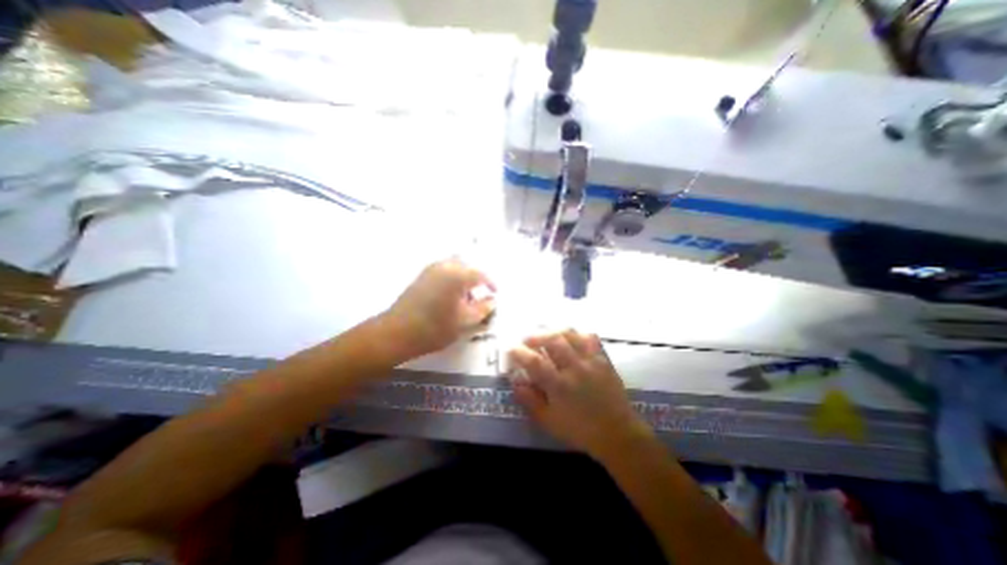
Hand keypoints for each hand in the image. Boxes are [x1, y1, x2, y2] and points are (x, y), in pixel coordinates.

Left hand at [384, 255, 496, 355]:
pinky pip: (441, 272)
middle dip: (475, 277)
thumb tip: (492, 301)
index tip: (495, 293)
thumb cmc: (436, 328)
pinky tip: (449, 297)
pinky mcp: (420, 278)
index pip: (480, 274)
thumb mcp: (465, 321)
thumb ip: (483, 309)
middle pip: (465, 265)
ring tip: (464, 298)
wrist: (397, 333)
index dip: (490, 283)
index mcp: (457, 275)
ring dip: (462, 278)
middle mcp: (443, 267)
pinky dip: (450, 279)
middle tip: (479, 294)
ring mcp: (429, 271)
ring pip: (452, 267)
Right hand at [513, 330, 653, 457]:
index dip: (519, 352)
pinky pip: (590, 338)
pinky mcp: (603, 359)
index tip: (511, 348)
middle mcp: (574, 368)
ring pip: (570, 335)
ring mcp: (591, 361)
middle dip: (536, 336)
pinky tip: (571, 337)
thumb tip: (515, 381)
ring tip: (547, 334)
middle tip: (527, 339)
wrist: (617, 433)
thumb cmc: (580, 430)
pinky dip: (578, 334)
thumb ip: (530, 400)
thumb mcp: (549, 421)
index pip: (534, 361)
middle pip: (553, 340)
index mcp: (559, 385)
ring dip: (554, 331)